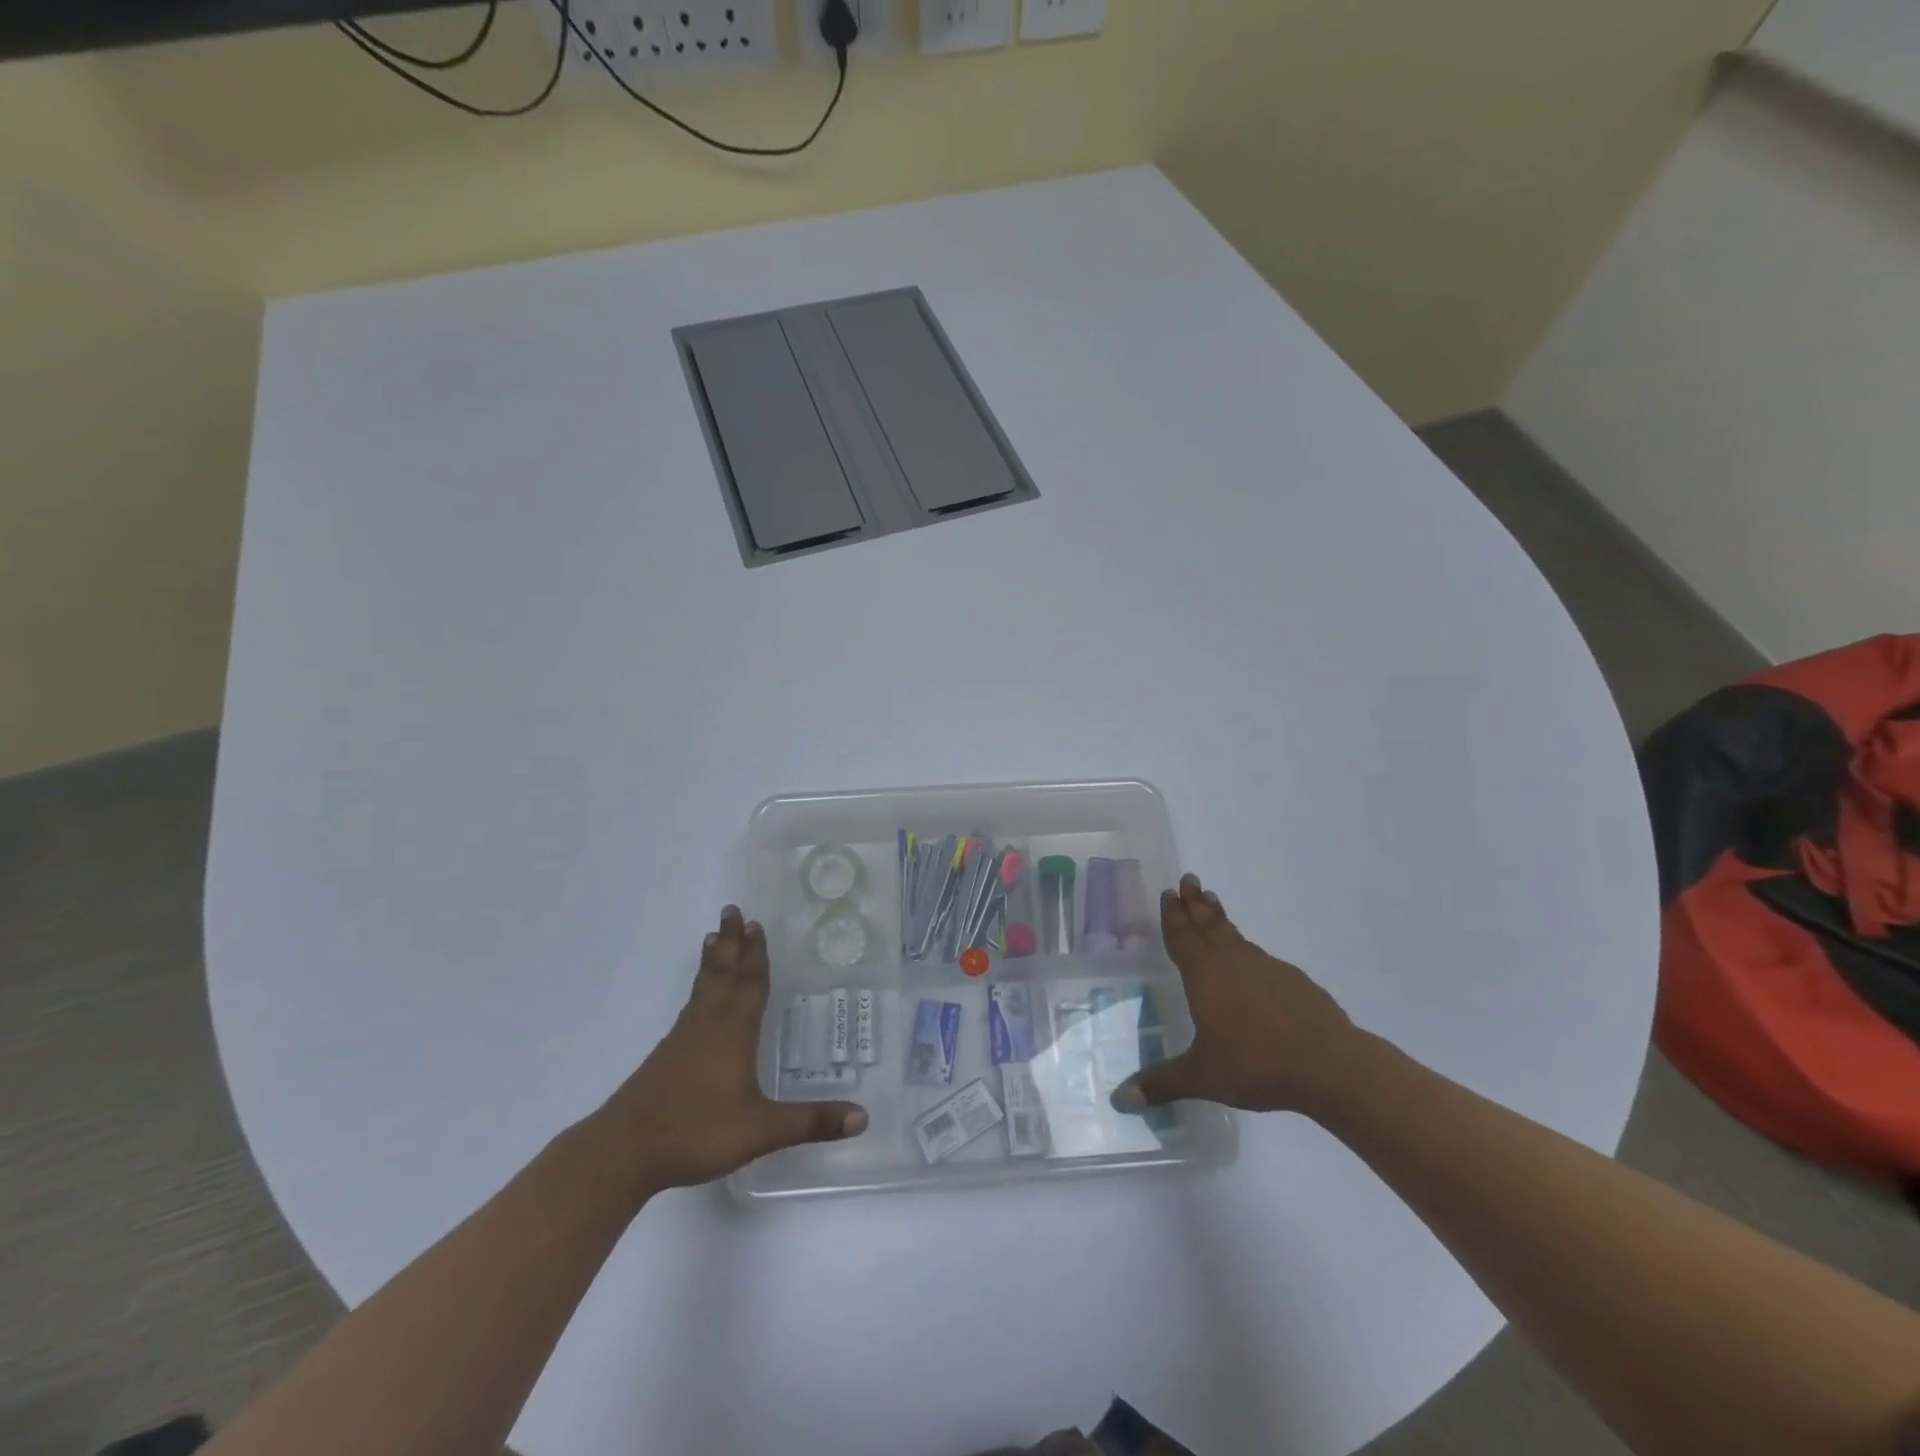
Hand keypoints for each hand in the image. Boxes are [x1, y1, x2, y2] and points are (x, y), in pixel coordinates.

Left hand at [599, 906, 867, 1191]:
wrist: (624, 1151)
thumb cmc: (696, 1131)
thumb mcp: (760, 1130)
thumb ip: (810, 1121)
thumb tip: (863, 1118)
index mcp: (733, 1031)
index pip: (750, 983)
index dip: (756, 954)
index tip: (755, 923)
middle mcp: (708, 1024)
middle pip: (722, 973)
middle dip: (731, 942)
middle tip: (732, 910)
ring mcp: (683, 1038)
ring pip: (703, 987)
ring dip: (713, 961)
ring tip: (714, 938)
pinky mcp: (666, 1056)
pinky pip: (691, 1006)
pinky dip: (700, 988)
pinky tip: (699, 999)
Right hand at [1112, 874, 1360, 1117]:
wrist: (1330, 1065)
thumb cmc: (1255, 1064)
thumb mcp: (1202, 1077)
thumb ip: (1161, 1083)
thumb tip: (1119, 1099)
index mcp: (1205, 975)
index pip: (1182, 937)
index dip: (1173, 916)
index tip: (1168, 892)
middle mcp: (1233, 962)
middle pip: (1209, 924)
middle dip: (1195, 903)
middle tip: (1189, 879)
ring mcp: (1267, 968)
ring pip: (1236, 936)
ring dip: (1221, 920)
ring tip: (1213, 905)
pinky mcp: (1295, 982)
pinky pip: (1261, 958)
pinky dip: (1248, 950)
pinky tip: (1253, 963)